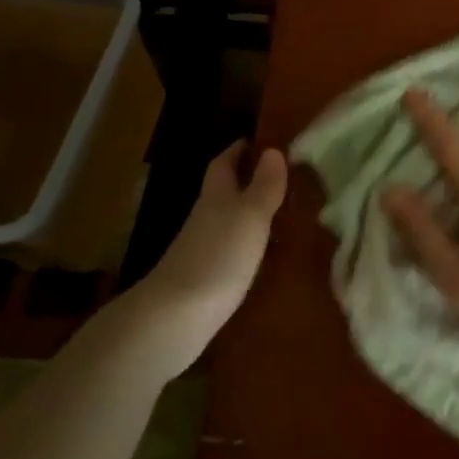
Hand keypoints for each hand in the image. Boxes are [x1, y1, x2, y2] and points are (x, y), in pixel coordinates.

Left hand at [135, 141, 287, 377]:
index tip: (260, 141)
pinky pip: (230, 249)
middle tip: (281, 176)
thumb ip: (263, 186)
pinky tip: (264, 254)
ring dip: (249, 213)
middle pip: (224, 191)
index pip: (224, 163)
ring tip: (282, 213)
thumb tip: (273, 149)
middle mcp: (206, 217)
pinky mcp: (205, 278)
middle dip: (247, 180)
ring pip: (228, 221)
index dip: (240, 150)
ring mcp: (202, 249)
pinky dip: (247, 244)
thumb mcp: (250, 216)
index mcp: (216, 196)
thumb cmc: (218, 257)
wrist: (175, 317)